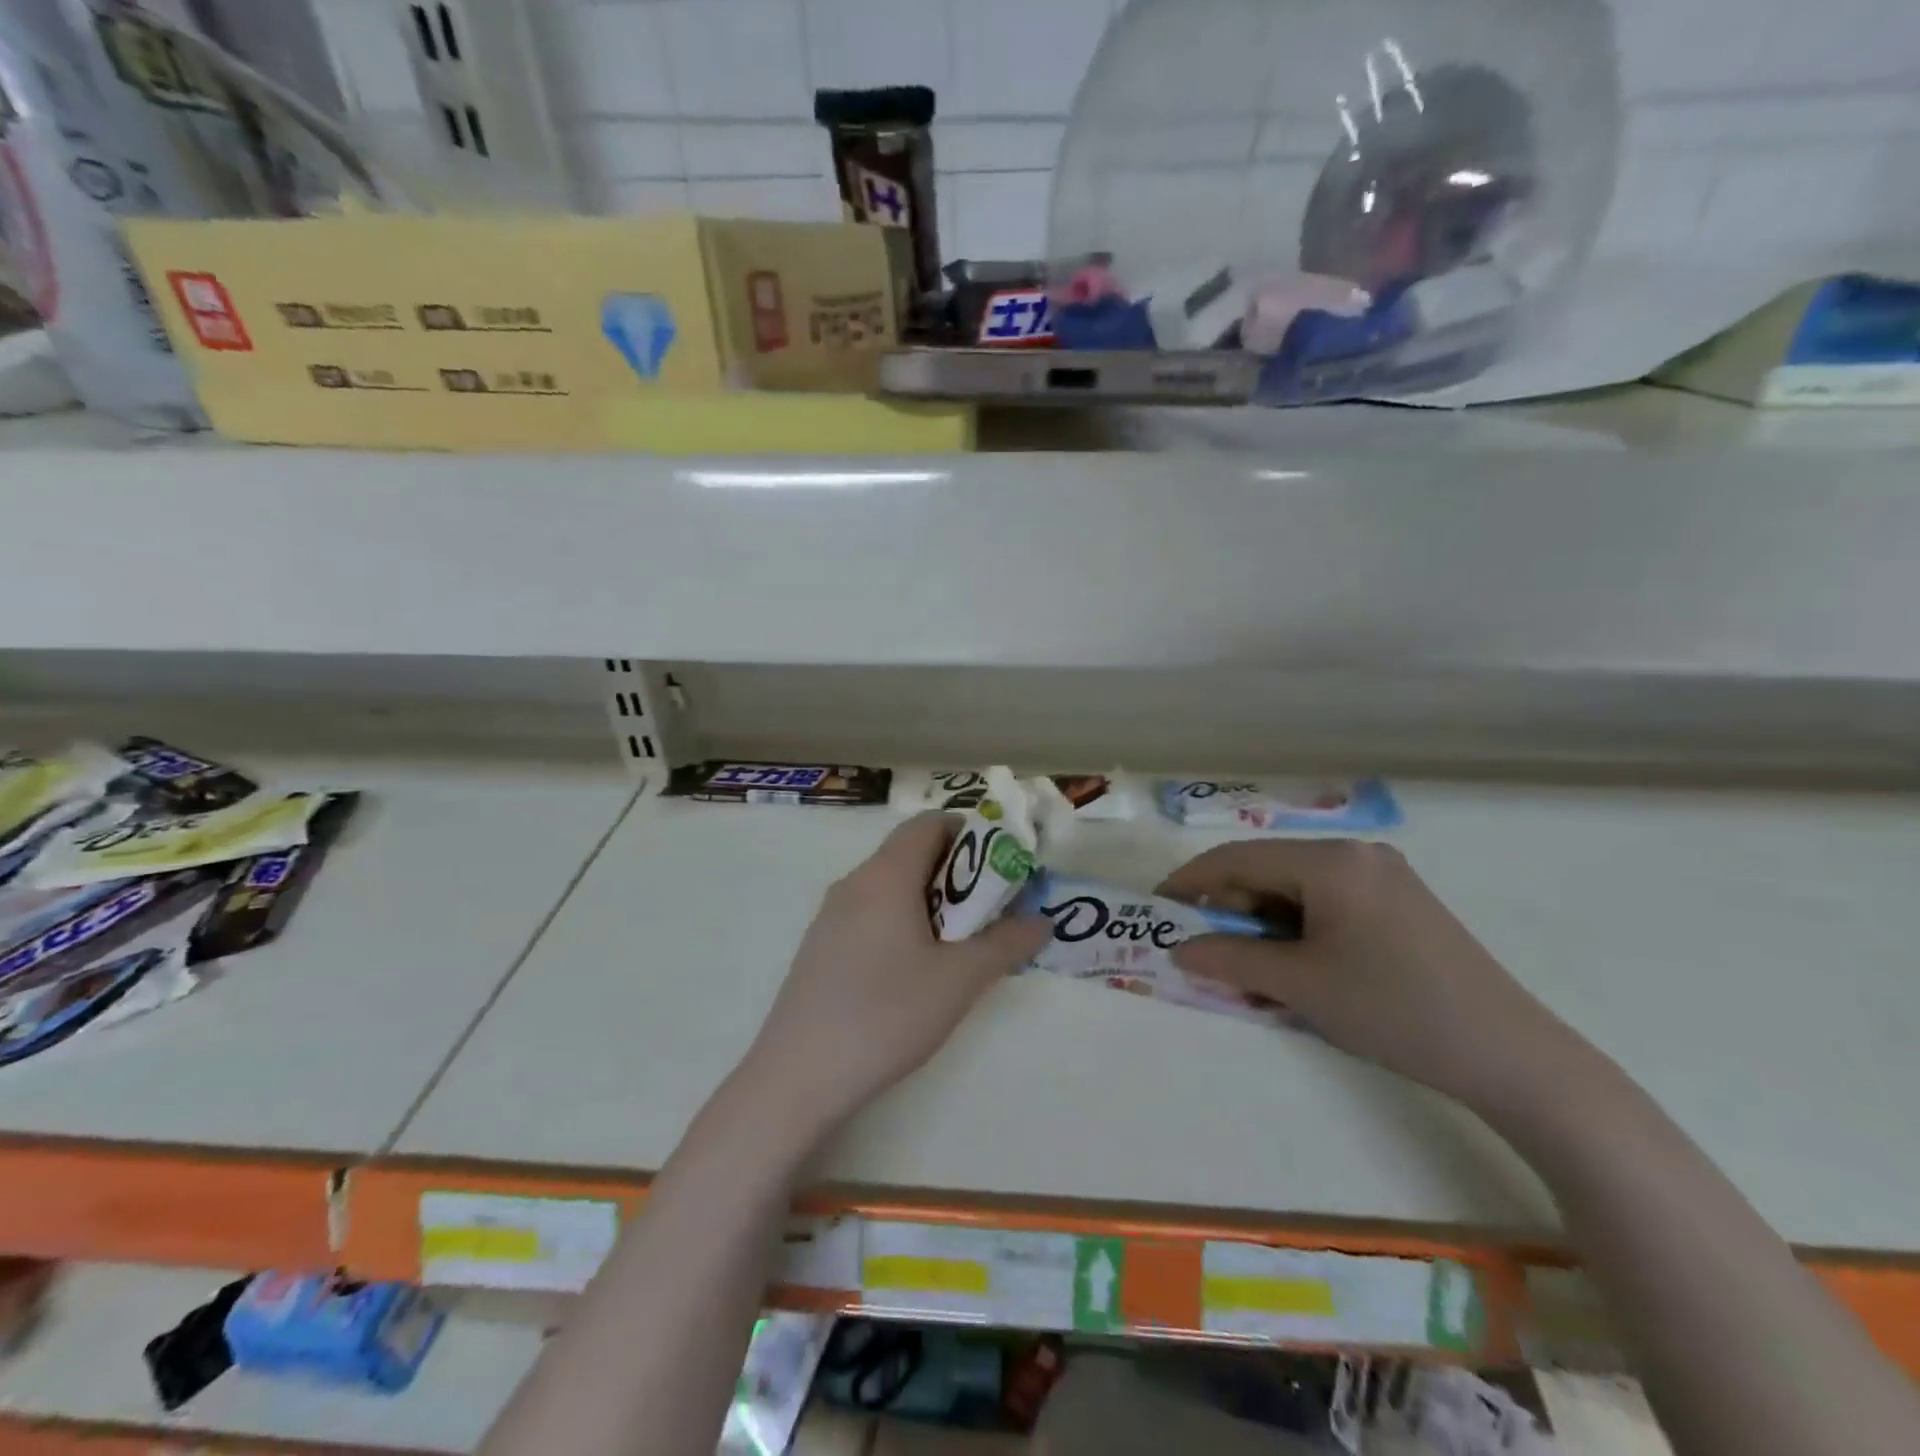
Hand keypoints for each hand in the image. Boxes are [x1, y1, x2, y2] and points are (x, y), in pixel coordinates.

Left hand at [741, 812, 1050, 1135]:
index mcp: (885, 875)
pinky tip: (915, 969)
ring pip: (890, 885)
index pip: (929, 824)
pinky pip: (870, 912)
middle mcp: (854, 882)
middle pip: (911, 852)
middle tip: (990, 909)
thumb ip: (1005, 944)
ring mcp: (831, 915)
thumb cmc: (886, 1015)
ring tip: (959, 942)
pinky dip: (902, 920)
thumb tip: (1043, 921)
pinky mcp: (821, 946)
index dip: (970, 833)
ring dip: (930, 899)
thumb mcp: (959, 980)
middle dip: (957, 872)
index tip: (1001, 866)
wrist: (798, 1076)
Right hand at [1161, 839, 1583, 1111]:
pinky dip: (1298, 933)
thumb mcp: (1300, 984)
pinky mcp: (1400, 906)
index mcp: (1331, 861)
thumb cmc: (1393, 1009)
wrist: (1511, 1056)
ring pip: (1297, 892)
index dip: (1191, 882)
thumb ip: (1230, 958)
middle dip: (1230, 910)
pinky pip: (1328, 907)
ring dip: (1263, 926)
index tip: (1157, 909)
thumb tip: (1179, 950)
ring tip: (1247, 971)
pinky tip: (1294, 969)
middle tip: (1203, 951)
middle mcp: (1356, 855)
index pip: (1238, 858)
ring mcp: (1383, 879)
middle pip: (1268, 872)